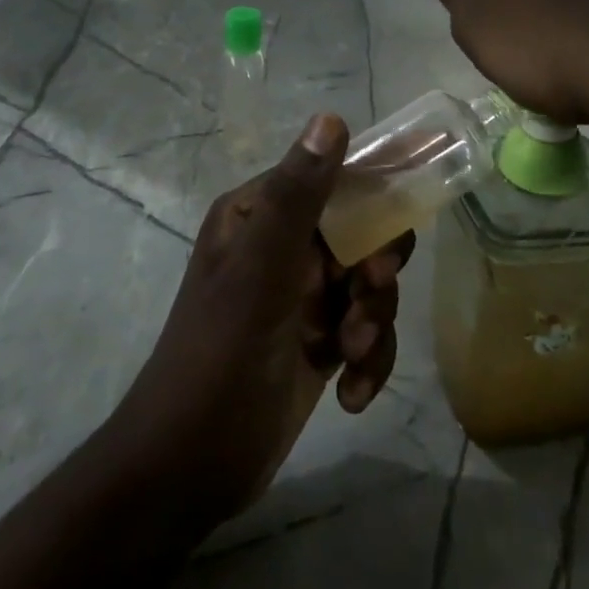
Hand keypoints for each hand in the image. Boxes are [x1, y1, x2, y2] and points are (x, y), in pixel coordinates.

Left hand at [107, 114, 411, 526]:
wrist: (188, 471)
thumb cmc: (218, 356)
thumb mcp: (259, 271)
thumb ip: (297, 196)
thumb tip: (331, 117)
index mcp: (261, 214)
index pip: (333, 180)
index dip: (374, 196)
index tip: (400, 226)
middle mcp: (283, 246)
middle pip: (362, 233)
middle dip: (375, 270)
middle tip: (368, 293)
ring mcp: (302, 296)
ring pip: (370, 285)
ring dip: (373, 320)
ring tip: (351, 354)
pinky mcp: (318, 342)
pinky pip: (366, 331)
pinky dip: (368, 360)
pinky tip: (350, 393)